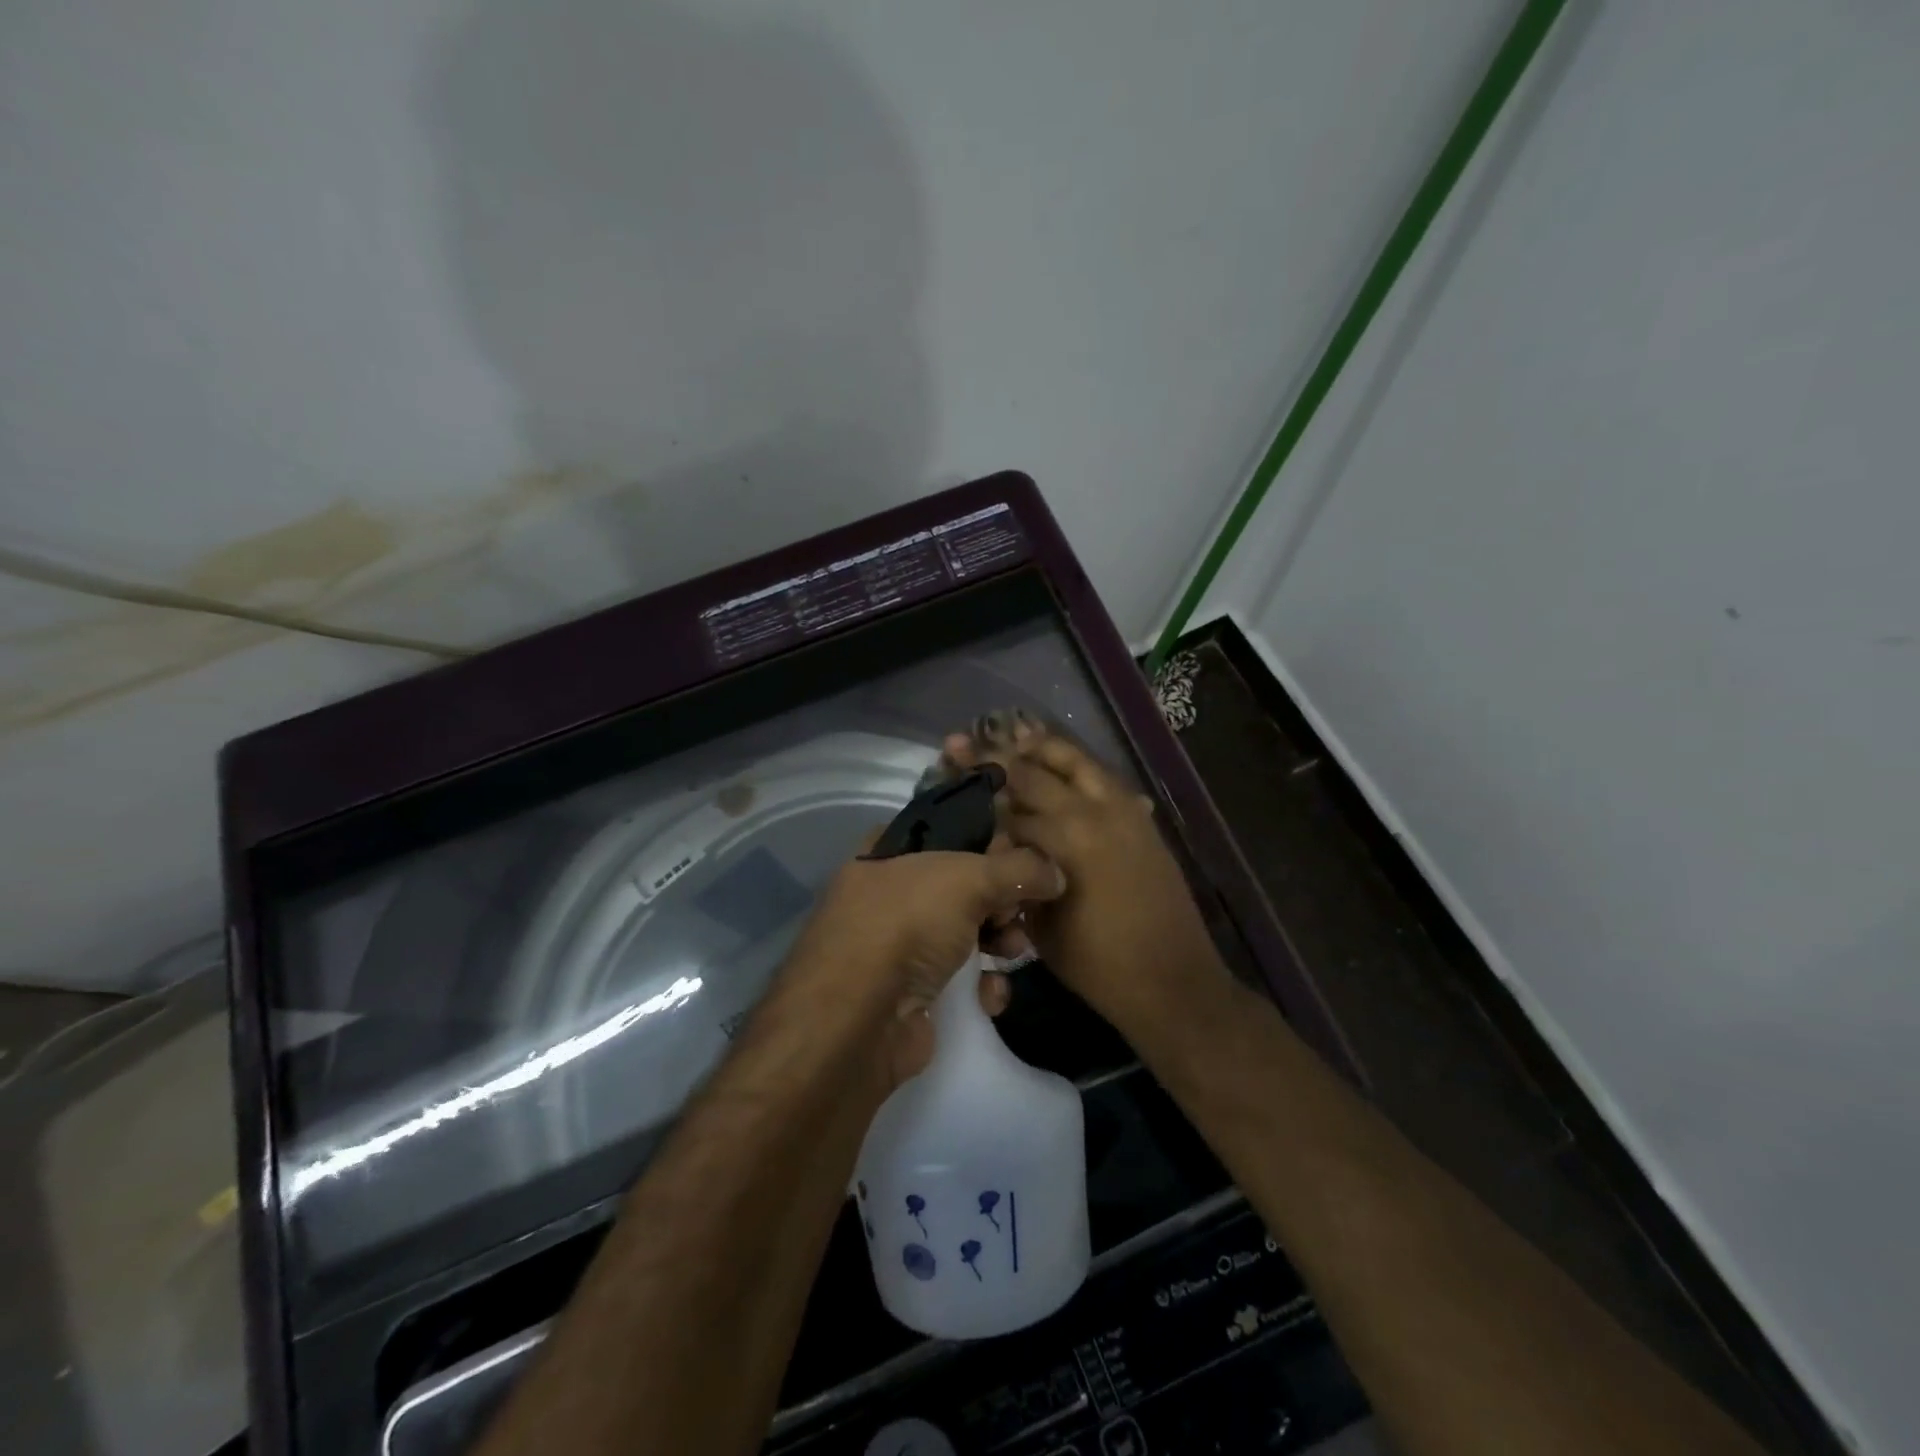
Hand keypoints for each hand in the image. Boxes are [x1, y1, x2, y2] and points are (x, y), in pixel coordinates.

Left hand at [782, 840, 1065, 1086]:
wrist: (858, 1021)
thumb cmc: (906, 925)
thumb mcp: (967, 878)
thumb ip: (1018, 868)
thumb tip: (1057, 873)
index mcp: (887, 853)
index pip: (947, 833)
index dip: (988, 841)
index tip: (1026, 854)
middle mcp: (888, 894)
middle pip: (963, 886)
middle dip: (1002, 899)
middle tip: (1024, 909)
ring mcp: (897, 947)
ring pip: (966, 933)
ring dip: (999, 942)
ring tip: (1014, 952)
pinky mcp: (911, 993)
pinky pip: (959, 980)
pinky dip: (980, 986)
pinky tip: (989, 996)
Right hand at [944, 723, 1221, 1038]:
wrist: (1171, 980)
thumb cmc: (1096, 963)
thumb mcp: (1040, 925)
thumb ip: (1018, 875)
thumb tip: (1001, 847)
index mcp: (1064, 838)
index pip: (1009, 806)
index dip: (977, 789)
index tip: (953, 768)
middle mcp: (1093, 812)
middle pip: (1038, 772)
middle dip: (1002, 757)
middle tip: (973, 742)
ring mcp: (1124, 812)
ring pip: (1079, 762)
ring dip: (1046, 749)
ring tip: (1019, 736)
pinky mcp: (1142, 821)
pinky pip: (1106, 780)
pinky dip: (1081, 767)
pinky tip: (1066, 767)